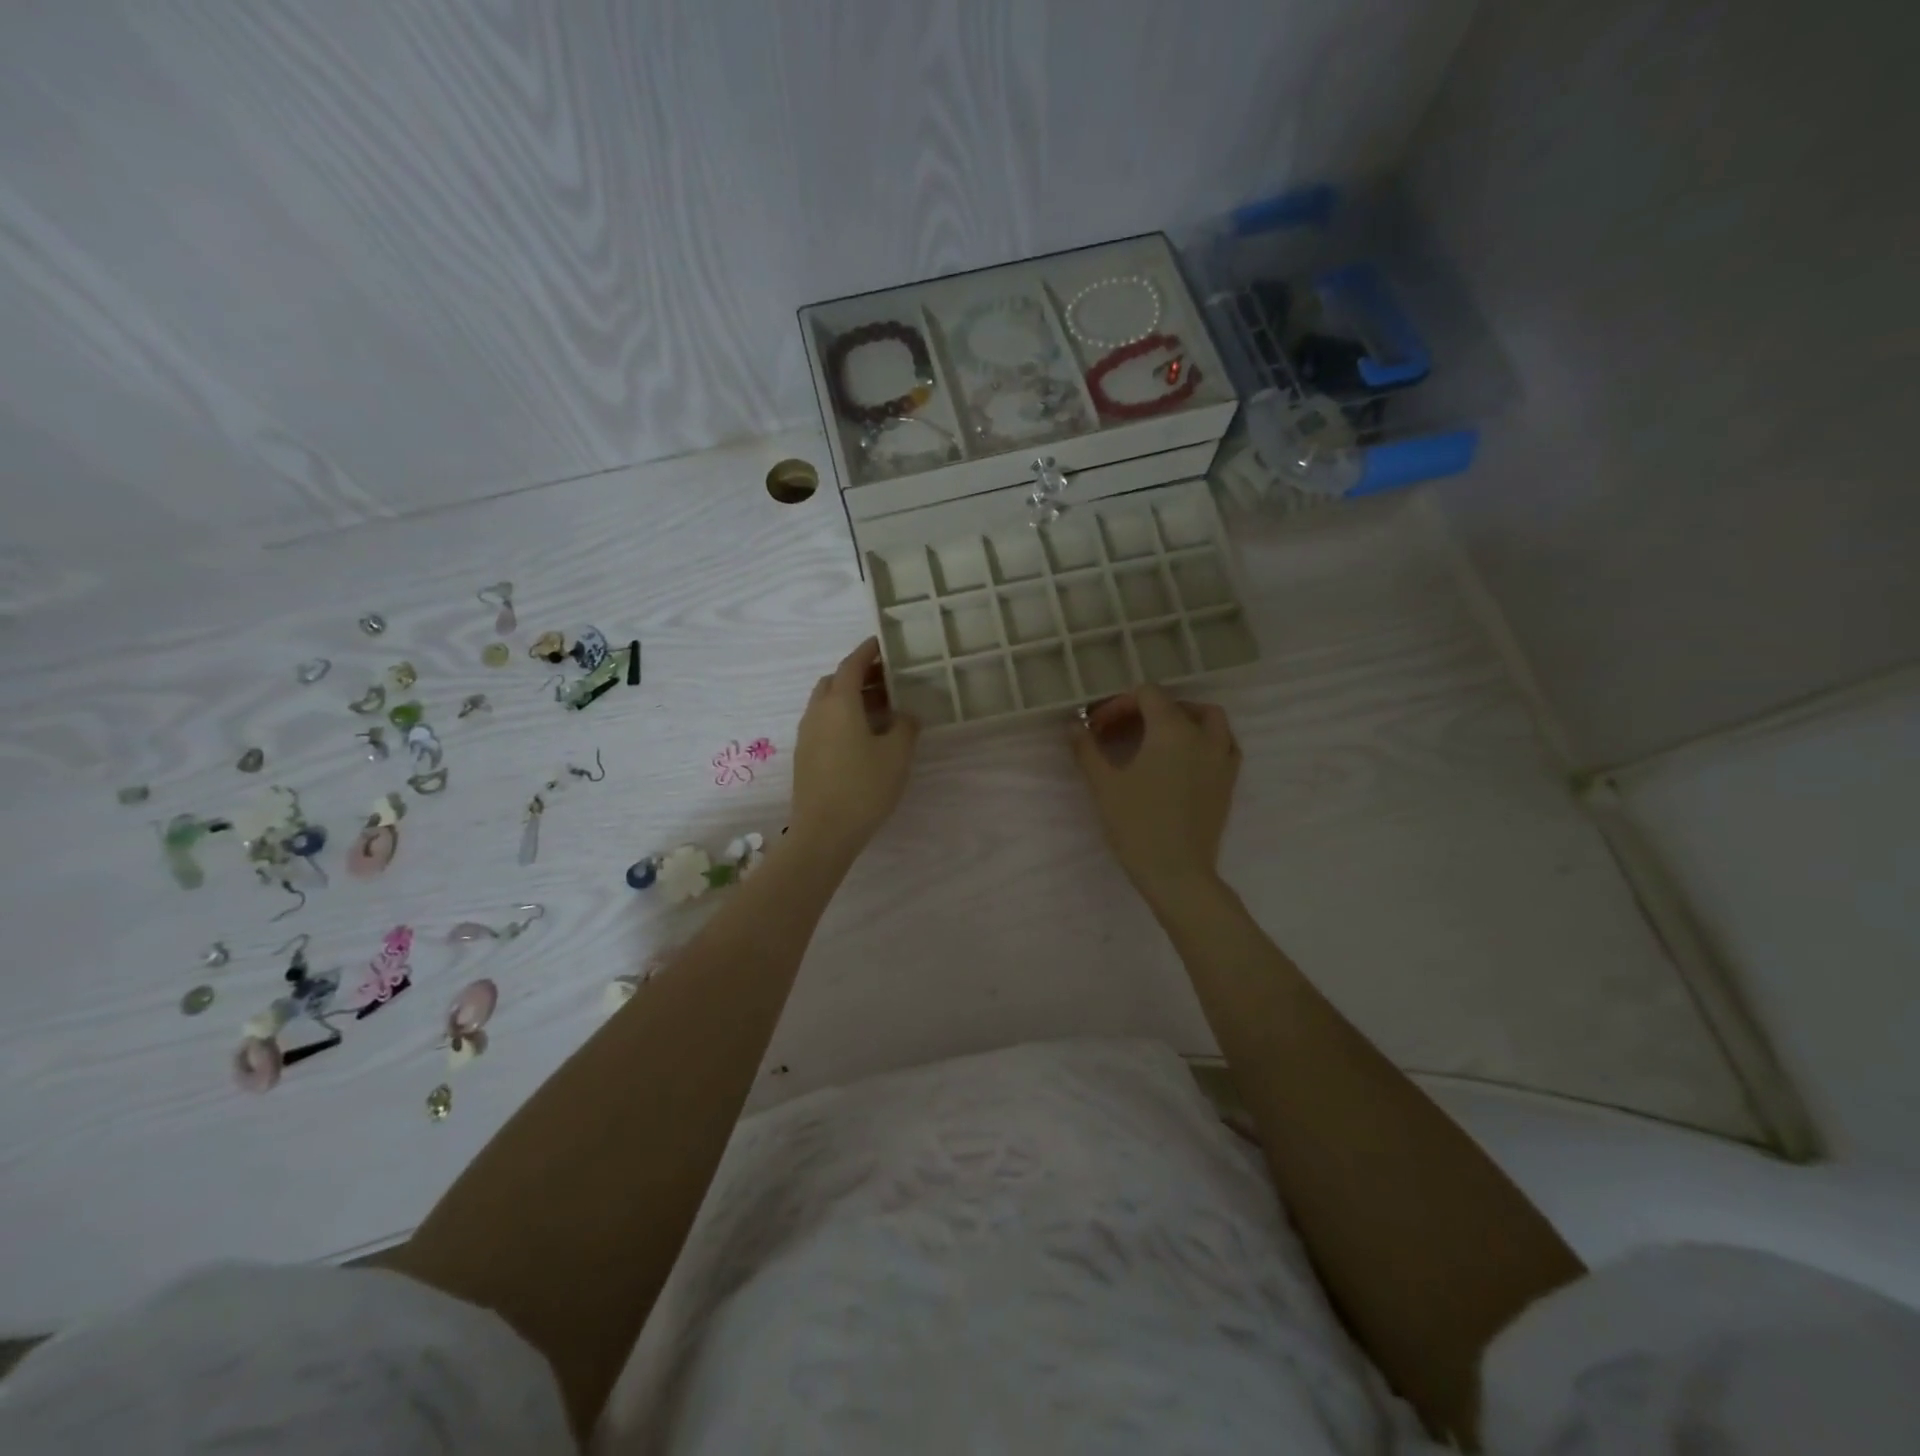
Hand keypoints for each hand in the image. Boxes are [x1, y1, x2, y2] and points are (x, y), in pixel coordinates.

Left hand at [790, 638, 920, 863]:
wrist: (824, 832)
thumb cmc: (864, 787)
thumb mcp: (897, 754)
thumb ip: (906, 726)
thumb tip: (906, 714)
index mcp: (839, 703)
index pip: (852, 665)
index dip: (867, 652)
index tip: (882, 643)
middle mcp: (817, 712)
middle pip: (835, 681)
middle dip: (859, 674)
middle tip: (887, 679)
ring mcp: (807, 735)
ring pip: (827, 703)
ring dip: (851, 697)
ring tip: (881, 707)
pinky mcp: (805, 755)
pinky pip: (824, 722)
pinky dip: (842, 716)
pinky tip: (864, 735)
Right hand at [1072, 686, 1240, 908]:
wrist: (1177, 872)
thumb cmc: (1136, 825)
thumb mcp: (1104, 784)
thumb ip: (1087, 748)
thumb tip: (1074, 725)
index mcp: (1171, 730)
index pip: (1146, 695)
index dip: (1119, 704)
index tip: (1099, 727)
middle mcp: (1202, 736)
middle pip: (1176, 704)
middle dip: (1147, 710)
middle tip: (1122, 731)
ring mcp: (1221, 758)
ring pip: (1210, 719)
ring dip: (1183, 718)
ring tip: (1157, 737)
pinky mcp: (1229, 780)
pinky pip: (1224, 744)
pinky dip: (1205, 739)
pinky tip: (1184, 758)